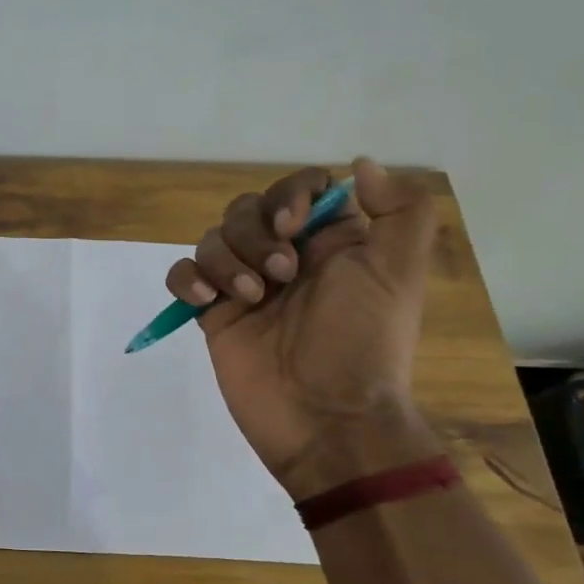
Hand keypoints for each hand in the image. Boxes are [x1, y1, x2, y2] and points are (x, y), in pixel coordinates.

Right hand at [165, 157, 441, 495]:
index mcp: (330, 243)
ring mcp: (244, 286)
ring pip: (213, 238)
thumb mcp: (400, 273)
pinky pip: (184, 275)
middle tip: (281, 277)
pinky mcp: (213, 314)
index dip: (289, 196)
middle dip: (255, 235)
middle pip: (247, 209)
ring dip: (227, 260)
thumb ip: (400, 211)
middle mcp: (286, 257)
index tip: (292, 224)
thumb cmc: (362, 342)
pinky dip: (188, 278)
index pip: (298, 189)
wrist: (326, 419)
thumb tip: (361, 164)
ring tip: (250, 299)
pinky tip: (206, 300)